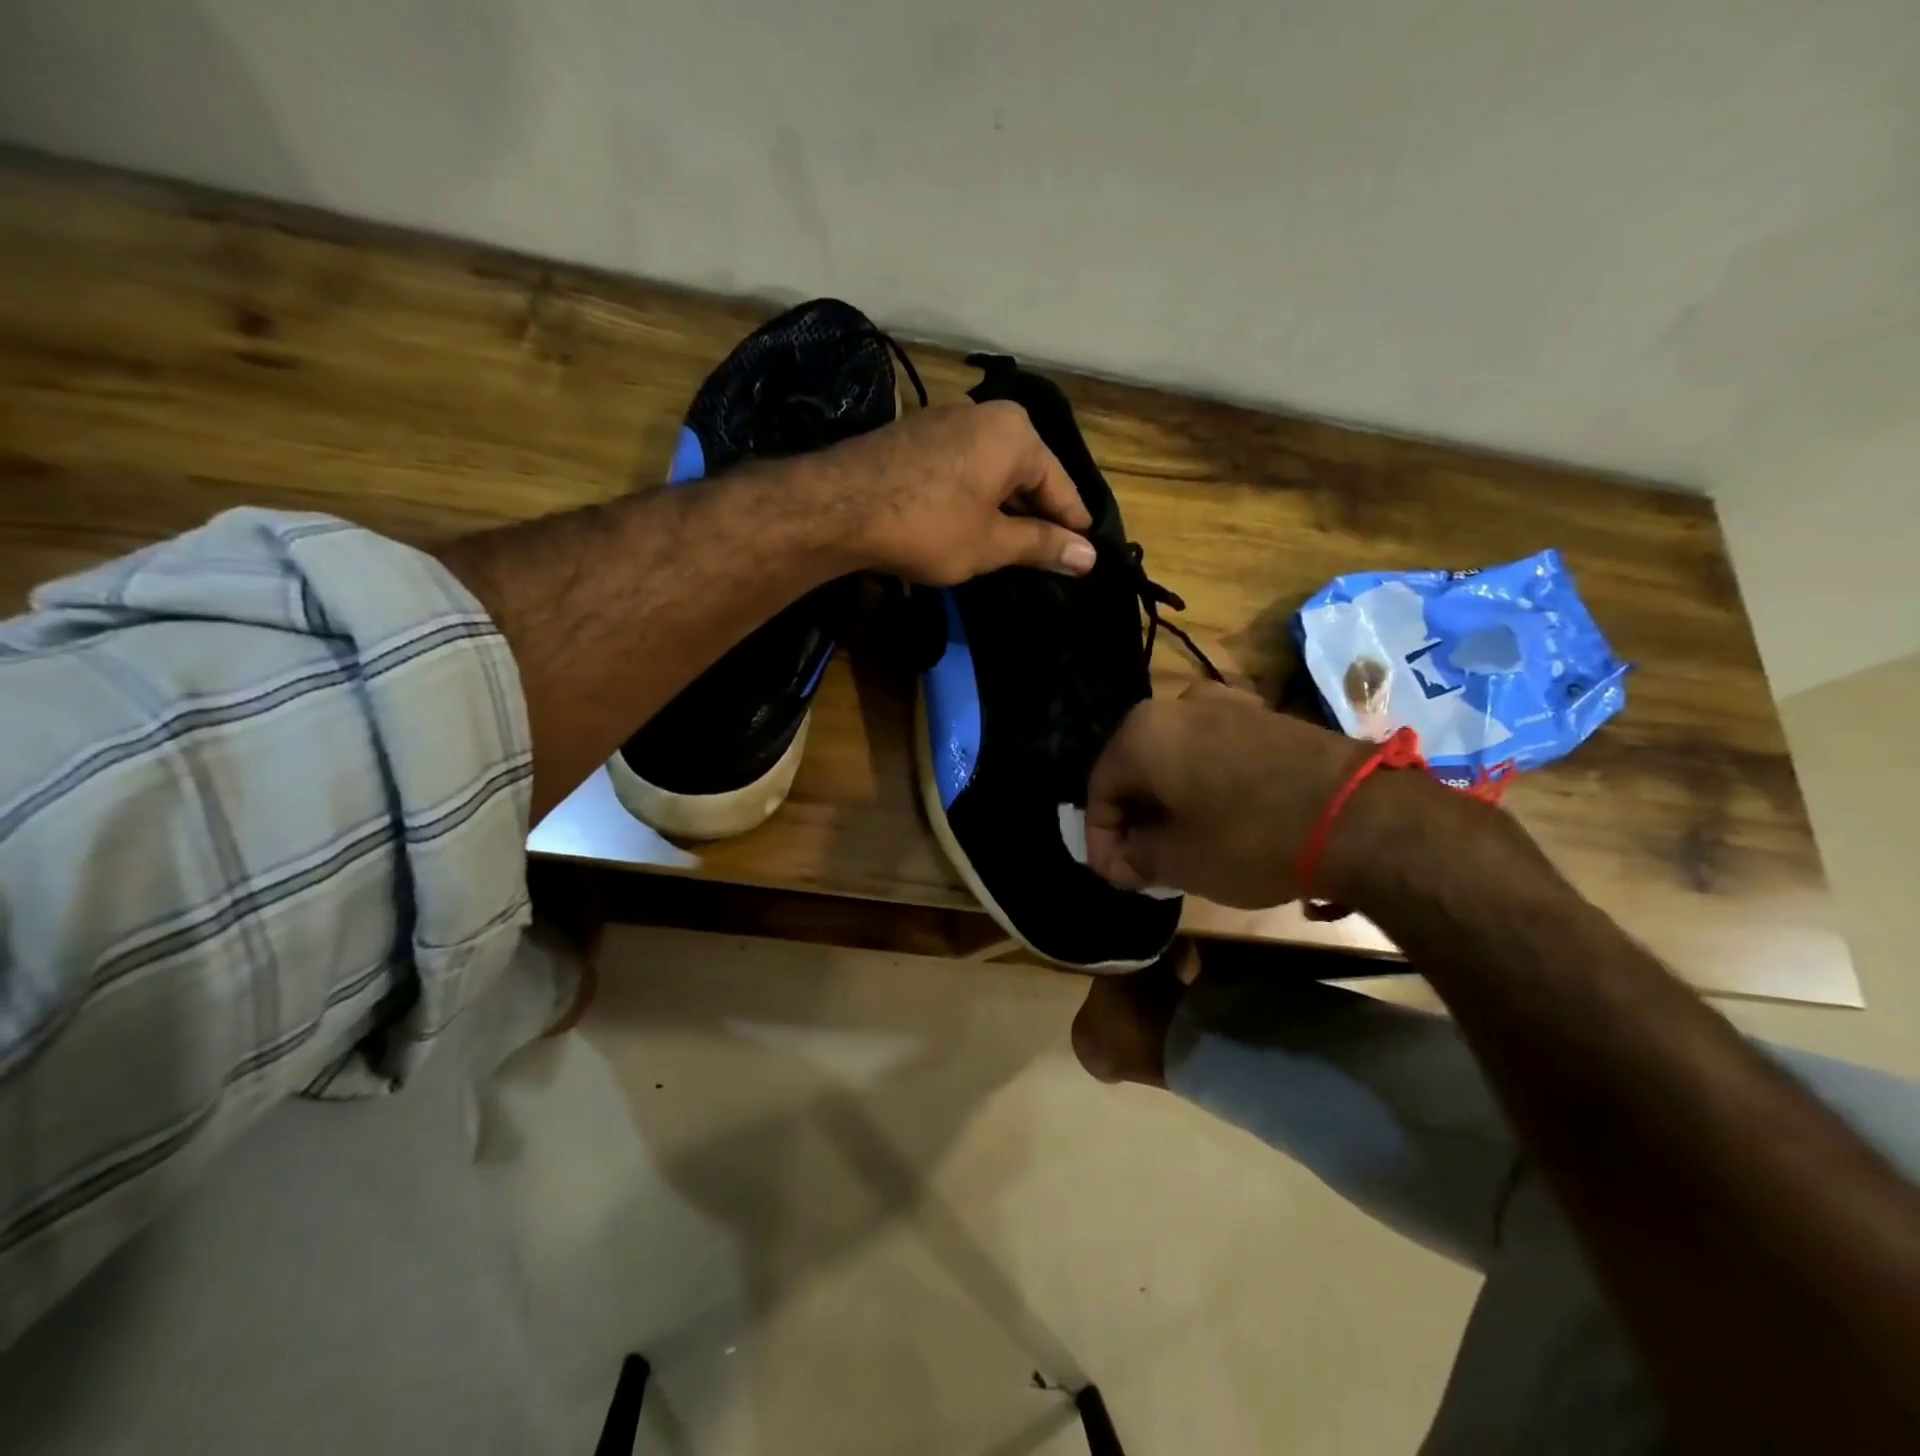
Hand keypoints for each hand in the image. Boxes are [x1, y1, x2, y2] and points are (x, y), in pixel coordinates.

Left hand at [811, 401, 1094, 584]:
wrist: (839, 507)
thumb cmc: (928, 526)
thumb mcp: (991, 543)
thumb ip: (1042, 546)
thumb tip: (1089, 557)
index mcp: (1016, 434)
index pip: (1060, 486)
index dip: (1072, 527)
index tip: (1085, 557)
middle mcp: (985, 414)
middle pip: (1027, 473)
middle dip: (1036, 516)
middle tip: (1047, 557)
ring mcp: (946, 419)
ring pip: (993, 470)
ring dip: (1003, 508)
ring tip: (1010, 547)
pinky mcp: (916, 434)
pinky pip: (963, 467)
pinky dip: (973, 496)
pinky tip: (968, 524)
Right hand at [1083, 681, 1371, 907]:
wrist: (1359, 814)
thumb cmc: (1249, 838)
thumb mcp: (1176, 862)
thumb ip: (1131, 857)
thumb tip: (1123, 856)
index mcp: (1140, 734)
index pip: (1099, 791)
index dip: (1101, 841)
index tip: (1118, 878)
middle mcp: (1174, 705)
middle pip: (1135, 768)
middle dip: (1134, 818)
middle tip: (1144, 861)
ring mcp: (1223, 703)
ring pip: (1173, 756)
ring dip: (1168, 799)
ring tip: (1182, 841)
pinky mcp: (1262, 714)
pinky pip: (1212, 748)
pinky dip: (1203, 781)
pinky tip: (1219, 814)